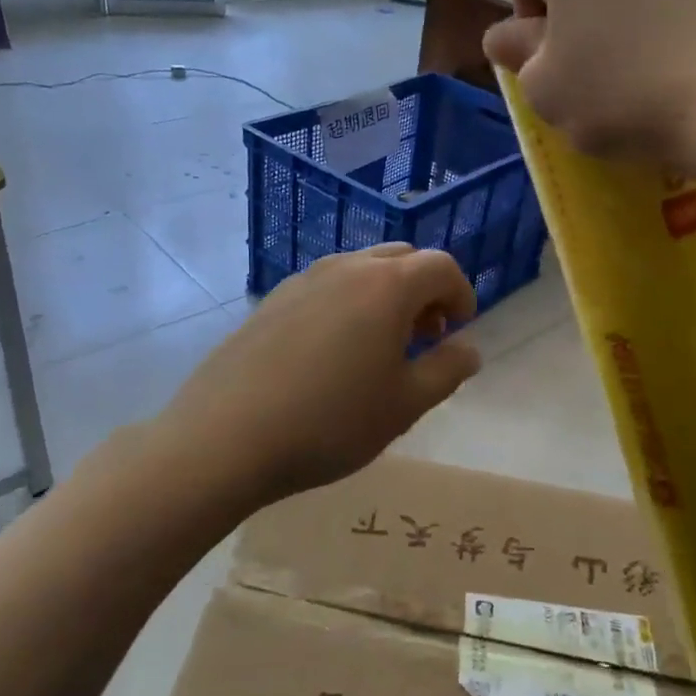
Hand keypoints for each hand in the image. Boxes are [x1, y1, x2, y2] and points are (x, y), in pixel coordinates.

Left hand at [156, 244, 481, 507]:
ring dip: (384, 295)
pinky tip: (332, 353)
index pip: (441, 267)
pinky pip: (324, 287)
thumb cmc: (331, 422)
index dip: (461, 293)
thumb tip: (469, 348)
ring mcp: (302, 280)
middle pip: (401, 258)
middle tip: (424, 337)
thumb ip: (447, 370)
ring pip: (360, 269)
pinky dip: (347, 304)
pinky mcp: (271, 301)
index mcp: (387, 286)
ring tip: (379, 347)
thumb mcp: (405, 405)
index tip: (458, 330)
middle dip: (424, 290)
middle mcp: (345, 268)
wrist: (227, 437)